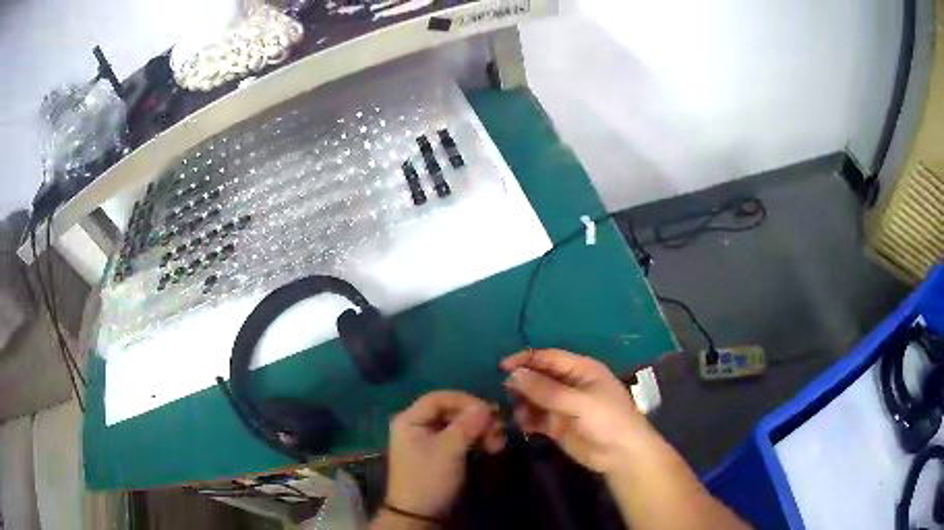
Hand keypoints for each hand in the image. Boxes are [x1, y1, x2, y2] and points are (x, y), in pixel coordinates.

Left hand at [384, 391, 504, 519]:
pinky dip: (475, 442)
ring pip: (457, 427)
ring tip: (498, 444)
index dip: (466, 400)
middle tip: (499, 431)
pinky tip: (491, 449)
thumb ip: (468, 425)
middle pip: (450, 412)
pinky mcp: (438, 456)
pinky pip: (458, 441)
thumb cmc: (429, 478)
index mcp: (410, 420)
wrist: (418, 515)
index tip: (490, 411)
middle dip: (476, 420)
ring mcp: (427, 442)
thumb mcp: (449, 450)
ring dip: (479, 432)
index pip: (439, 397)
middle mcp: (416, 427)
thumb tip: (486, 406)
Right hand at [501, 349, 655, 475]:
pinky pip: (536, 417)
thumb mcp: (578, 402)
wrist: (621, 455)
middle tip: (505, 393)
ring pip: (535, 397)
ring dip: (523, 403)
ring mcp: (563, 405)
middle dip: (522, 382)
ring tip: (517, 413)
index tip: (501, 367)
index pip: (548, 357)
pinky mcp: (557, 425)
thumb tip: (513, 375)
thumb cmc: (607, 420)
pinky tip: (523, 425)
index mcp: (581, 369)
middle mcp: (570, 384)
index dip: (525, 359)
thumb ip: (546, 390)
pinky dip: (527, 419)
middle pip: (539, 376)